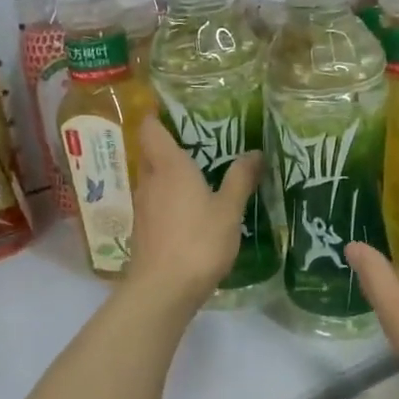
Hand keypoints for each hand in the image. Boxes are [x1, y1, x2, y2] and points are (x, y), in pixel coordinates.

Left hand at [127, 118, 263, 310]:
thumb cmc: (198, 242)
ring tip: (201, 173)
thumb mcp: (229, 209)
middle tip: (201, 141)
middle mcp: (150, 180)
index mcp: (169, 166)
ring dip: (171, 173)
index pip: (151, 128)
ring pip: (154, 178)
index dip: (157, 114)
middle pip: (152, 152)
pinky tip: (191, 208)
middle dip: (171, 144)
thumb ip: (241, 179)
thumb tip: (255, 152)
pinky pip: (156, 201)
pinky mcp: (143, 229)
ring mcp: (143, 206)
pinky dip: (170, 197)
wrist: (162, 290)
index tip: (174, 108)